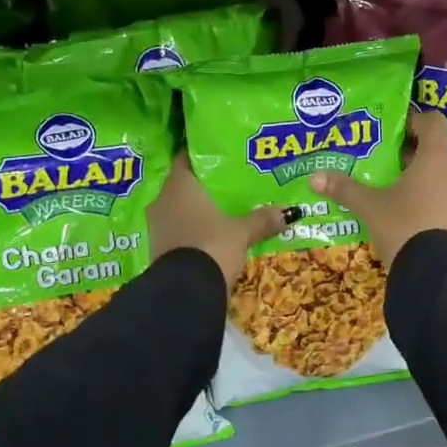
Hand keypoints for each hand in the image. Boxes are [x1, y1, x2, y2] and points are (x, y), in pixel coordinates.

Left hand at [148, 154, 293, 288]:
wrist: (184, 291)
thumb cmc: (212, 245)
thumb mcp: (242, 232)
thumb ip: (262, 219)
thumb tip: (289, 211)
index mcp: (180, 184)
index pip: (187, 158)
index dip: (203, 155)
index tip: (222, 156)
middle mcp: (163, 199)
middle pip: (184, 184)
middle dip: (205, 186)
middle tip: (229, 184)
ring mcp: (157, 225)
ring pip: (179, 208)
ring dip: (197, 210)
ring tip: (223, 210)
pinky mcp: (157, 248)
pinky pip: (177, 229)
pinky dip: (192, 229)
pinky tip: (210, 234)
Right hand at [309, 110, 446, 266]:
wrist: (440, 275)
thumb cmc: (404, 227)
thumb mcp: (370, 208)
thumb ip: (345, 189)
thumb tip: (314, 177)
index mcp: (435, 159)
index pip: (433, 122)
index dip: (415, 120)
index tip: (396, 129)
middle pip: (437, 154)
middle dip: (413, 158)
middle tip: (387, 166)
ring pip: (445, 182)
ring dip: (425, 185)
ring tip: (398, 197)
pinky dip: (435, 209)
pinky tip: (415, 225)